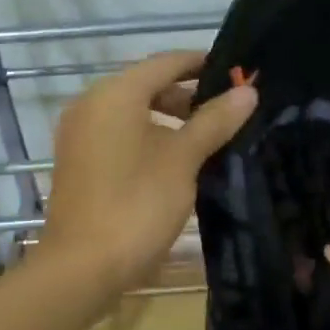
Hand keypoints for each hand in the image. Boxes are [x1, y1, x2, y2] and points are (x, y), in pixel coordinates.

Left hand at [39, 50, 256, 294]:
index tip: (236, 73)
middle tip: (230, 111)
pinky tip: (179, 161)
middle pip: (148, 86)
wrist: (82, 267)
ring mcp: (81, 135)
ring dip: (172, 120)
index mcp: (115, 95)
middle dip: (189, 96)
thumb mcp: (183, 160)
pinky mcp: (80, 163)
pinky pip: (121, 136)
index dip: (202, 64)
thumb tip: (248, 91)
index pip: (165, 63)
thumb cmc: (137, 204)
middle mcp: (92, 105)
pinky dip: (150, 138)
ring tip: (211, 138)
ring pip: (134, 113)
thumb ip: (214, 121)